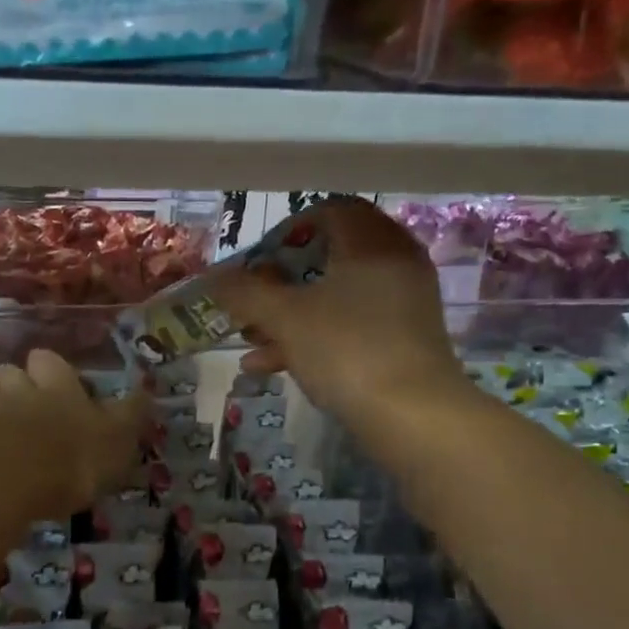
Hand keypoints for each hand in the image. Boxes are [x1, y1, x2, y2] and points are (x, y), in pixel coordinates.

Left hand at [0, 348, 148, 516]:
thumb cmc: (68, 460)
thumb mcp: (116, 441)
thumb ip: (130, 416)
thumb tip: (147, 391)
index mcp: (56, 386)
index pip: (50, 361)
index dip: (51, 371)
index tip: (56, 388)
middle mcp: (14, 387)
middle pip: (9, 373)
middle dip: (14, 387)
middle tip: (23, 414)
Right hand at [216, 198, 464, 426]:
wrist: (414, 416)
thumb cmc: (347, 349)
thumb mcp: (286, 318)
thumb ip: (246, 293)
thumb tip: (213, 278)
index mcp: (371, 242)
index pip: (329, 212)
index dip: (286, 232)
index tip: (257, 260)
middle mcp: (393, 264)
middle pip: (328, 259)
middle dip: (280, 282)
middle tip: (249, 301)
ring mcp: (402, 305)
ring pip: (335, 298)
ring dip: (289, 315)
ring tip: (249, 339)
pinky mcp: (402, 342)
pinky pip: (351, 327)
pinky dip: (314, 338)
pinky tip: (270, 366)